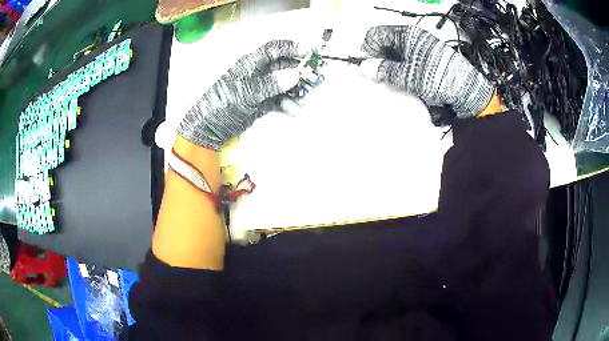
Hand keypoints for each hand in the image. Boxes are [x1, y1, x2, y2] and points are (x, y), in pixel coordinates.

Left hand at [177, 40, 304, 150]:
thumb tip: (294, 75)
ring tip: (303, 100)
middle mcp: (258, 73)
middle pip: (284, 66)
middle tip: (315, 79)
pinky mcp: (262, 103)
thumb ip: (269, 84)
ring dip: (296, 91)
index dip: (292, 48)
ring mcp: (260, 88)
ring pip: (285, 84)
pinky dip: (288, 104)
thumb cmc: (221, 106)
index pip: (274, 49)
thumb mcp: (244, 93)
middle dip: (300, 72)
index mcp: (250, 64)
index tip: (310, 53)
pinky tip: (293, 110)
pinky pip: (280, 99)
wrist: (208, 130)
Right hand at [359, 25, 494, 117]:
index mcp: (405, 34)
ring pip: (396, 49)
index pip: (375, 34)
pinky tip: (406, 76)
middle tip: (381, 75)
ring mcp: (421, 44)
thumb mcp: (407, 75)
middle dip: (379, 57)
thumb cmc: (435, 77)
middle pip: (385, 41)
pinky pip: (407, 55)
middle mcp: (412, 35)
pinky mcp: (428, 54)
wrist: (465, 87)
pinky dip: (402, 65)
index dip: (369, 49)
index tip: (370, 66)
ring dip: (391, 62)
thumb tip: (363, 67)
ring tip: (395, 78)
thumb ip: (383, 69)